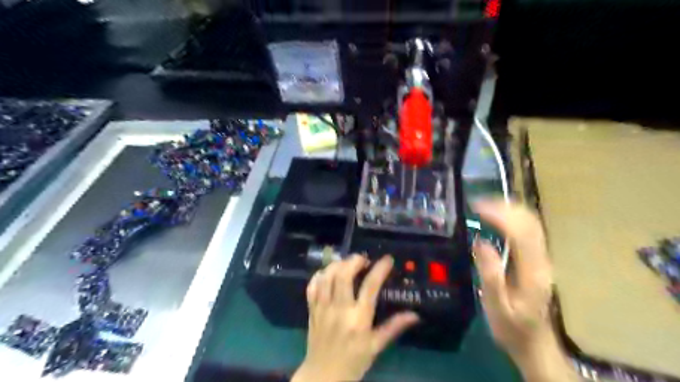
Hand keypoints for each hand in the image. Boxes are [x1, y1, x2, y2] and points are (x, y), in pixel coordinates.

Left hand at [292, 254, 420, 381]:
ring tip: (346, 263)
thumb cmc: (353, 361)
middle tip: (363, 259)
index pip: (370, 287)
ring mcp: (323, 308)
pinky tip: (328, 273)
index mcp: (358, 319)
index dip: (380, 269)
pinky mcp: (311, 309)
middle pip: (343, 275)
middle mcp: (339, 309)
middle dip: (354, 261)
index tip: (387, 259)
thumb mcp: (376, 346)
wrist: (323, 376)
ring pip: (326, 277)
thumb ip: (394, 327)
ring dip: (337, 264)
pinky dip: (319, 275)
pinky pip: (312, 286)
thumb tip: (415, 315)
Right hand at [473, 201, 575, 379]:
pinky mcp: (536, 259)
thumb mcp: (496, 307)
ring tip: (484, 205)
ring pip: (531, 223)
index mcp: (532, 272)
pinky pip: (528, 230)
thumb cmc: (511, 328)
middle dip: (504, 206)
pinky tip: (497, 217)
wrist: (534, 343)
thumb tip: (480, 242)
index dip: (499, 215)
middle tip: (477, 202)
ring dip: (509, 209)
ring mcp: (542, 259)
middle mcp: (541, 261)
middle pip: (530, 222)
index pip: (520, 232)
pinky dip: (512, 217)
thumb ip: (490, 275)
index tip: (476, 207)